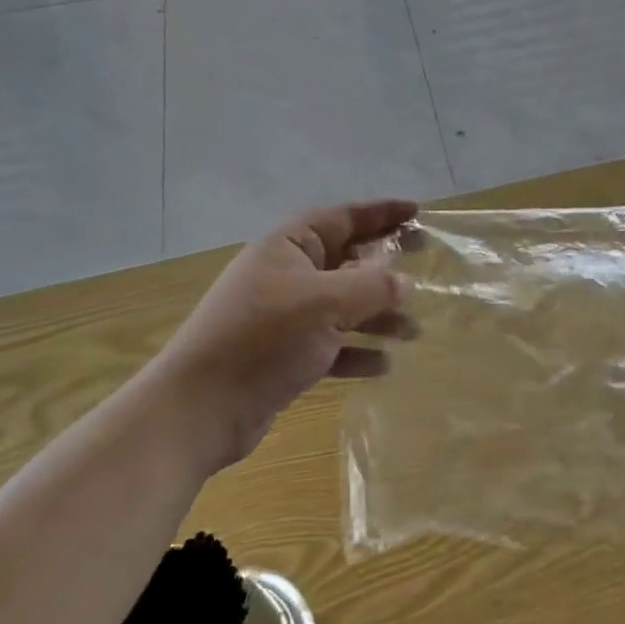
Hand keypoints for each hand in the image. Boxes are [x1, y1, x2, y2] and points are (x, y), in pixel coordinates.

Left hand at [166, 199, 418, 462]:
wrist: (198, 411)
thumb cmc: (262, 339)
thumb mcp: (324, 304)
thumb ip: (372, 287)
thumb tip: (406, 281)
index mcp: (290, 247)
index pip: (344, 217)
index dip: (382, 212)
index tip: (418, 212)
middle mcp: (288, 275)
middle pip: (348, 260)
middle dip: (386, 266)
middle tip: (426, 265)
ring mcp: (286, 317)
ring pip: (344, 306)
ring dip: (378, 315)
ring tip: (414, 330)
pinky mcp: (285, 356)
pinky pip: (332, 345)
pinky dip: (358, 352)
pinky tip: (384, 365)